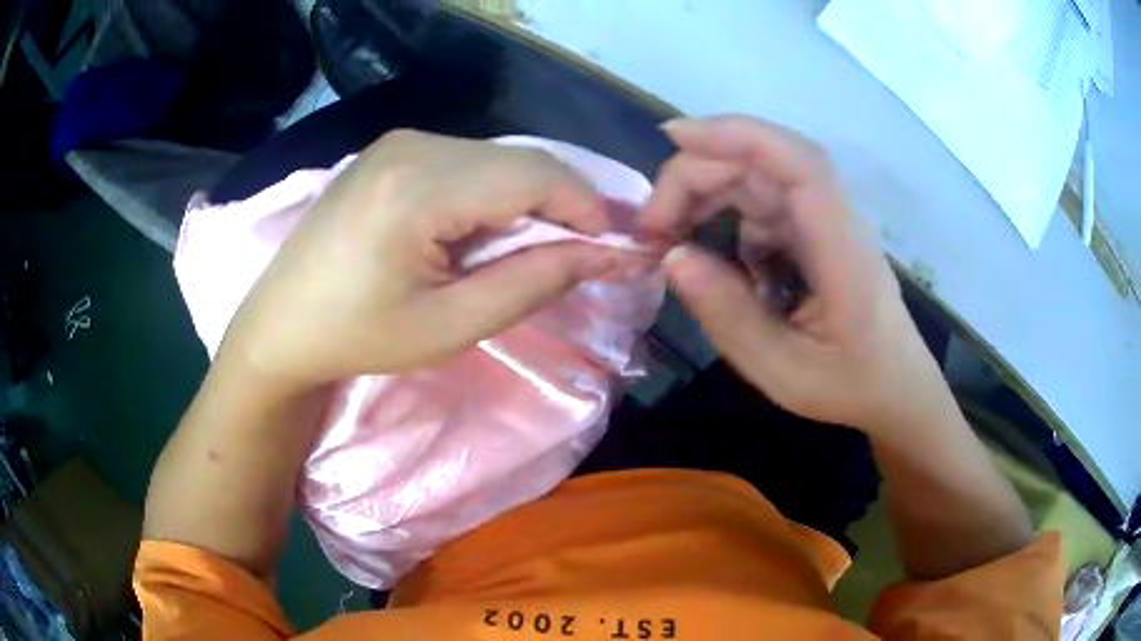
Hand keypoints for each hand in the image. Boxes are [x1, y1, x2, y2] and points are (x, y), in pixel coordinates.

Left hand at [217, 130, 629, 388]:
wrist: (281, 326)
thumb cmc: (358, 337)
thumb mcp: (450, 325)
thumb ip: (532, 282)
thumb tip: (601, 254)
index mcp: (420, 187)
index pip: (534, 175)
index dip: (586, 207)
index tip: (613, 247)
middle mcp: (412, 145)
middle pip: (519, 161)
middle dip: (560, 205)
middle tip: (578, 255)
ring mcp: (398, 142)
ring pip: (496, 158)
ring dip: (526, 200)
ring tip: (526, 251)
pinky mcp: (391, 151)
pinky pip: (466, 161)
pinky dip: (492, 193)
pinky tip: (481, 232)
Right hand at [641, 115, 944, 431]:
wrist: (895, 386)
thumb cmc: (851, 384)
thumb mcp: (784, 372)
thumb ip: (729, 317)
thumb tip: (671, 257)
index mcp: (843, 251)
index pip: (796, 164)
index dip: (736, 136)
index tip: (673, 140)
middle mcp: (836, 219)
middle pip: (764, 162)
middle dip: (698, 175)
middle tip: (651, 227)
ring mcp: (825, 220)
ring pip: (757, 178)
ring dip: (705, 194)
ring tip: (667, 237)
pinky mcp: (813, 229)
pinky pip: (762, 205)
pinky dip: (724, 218)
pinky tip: (711, 258)